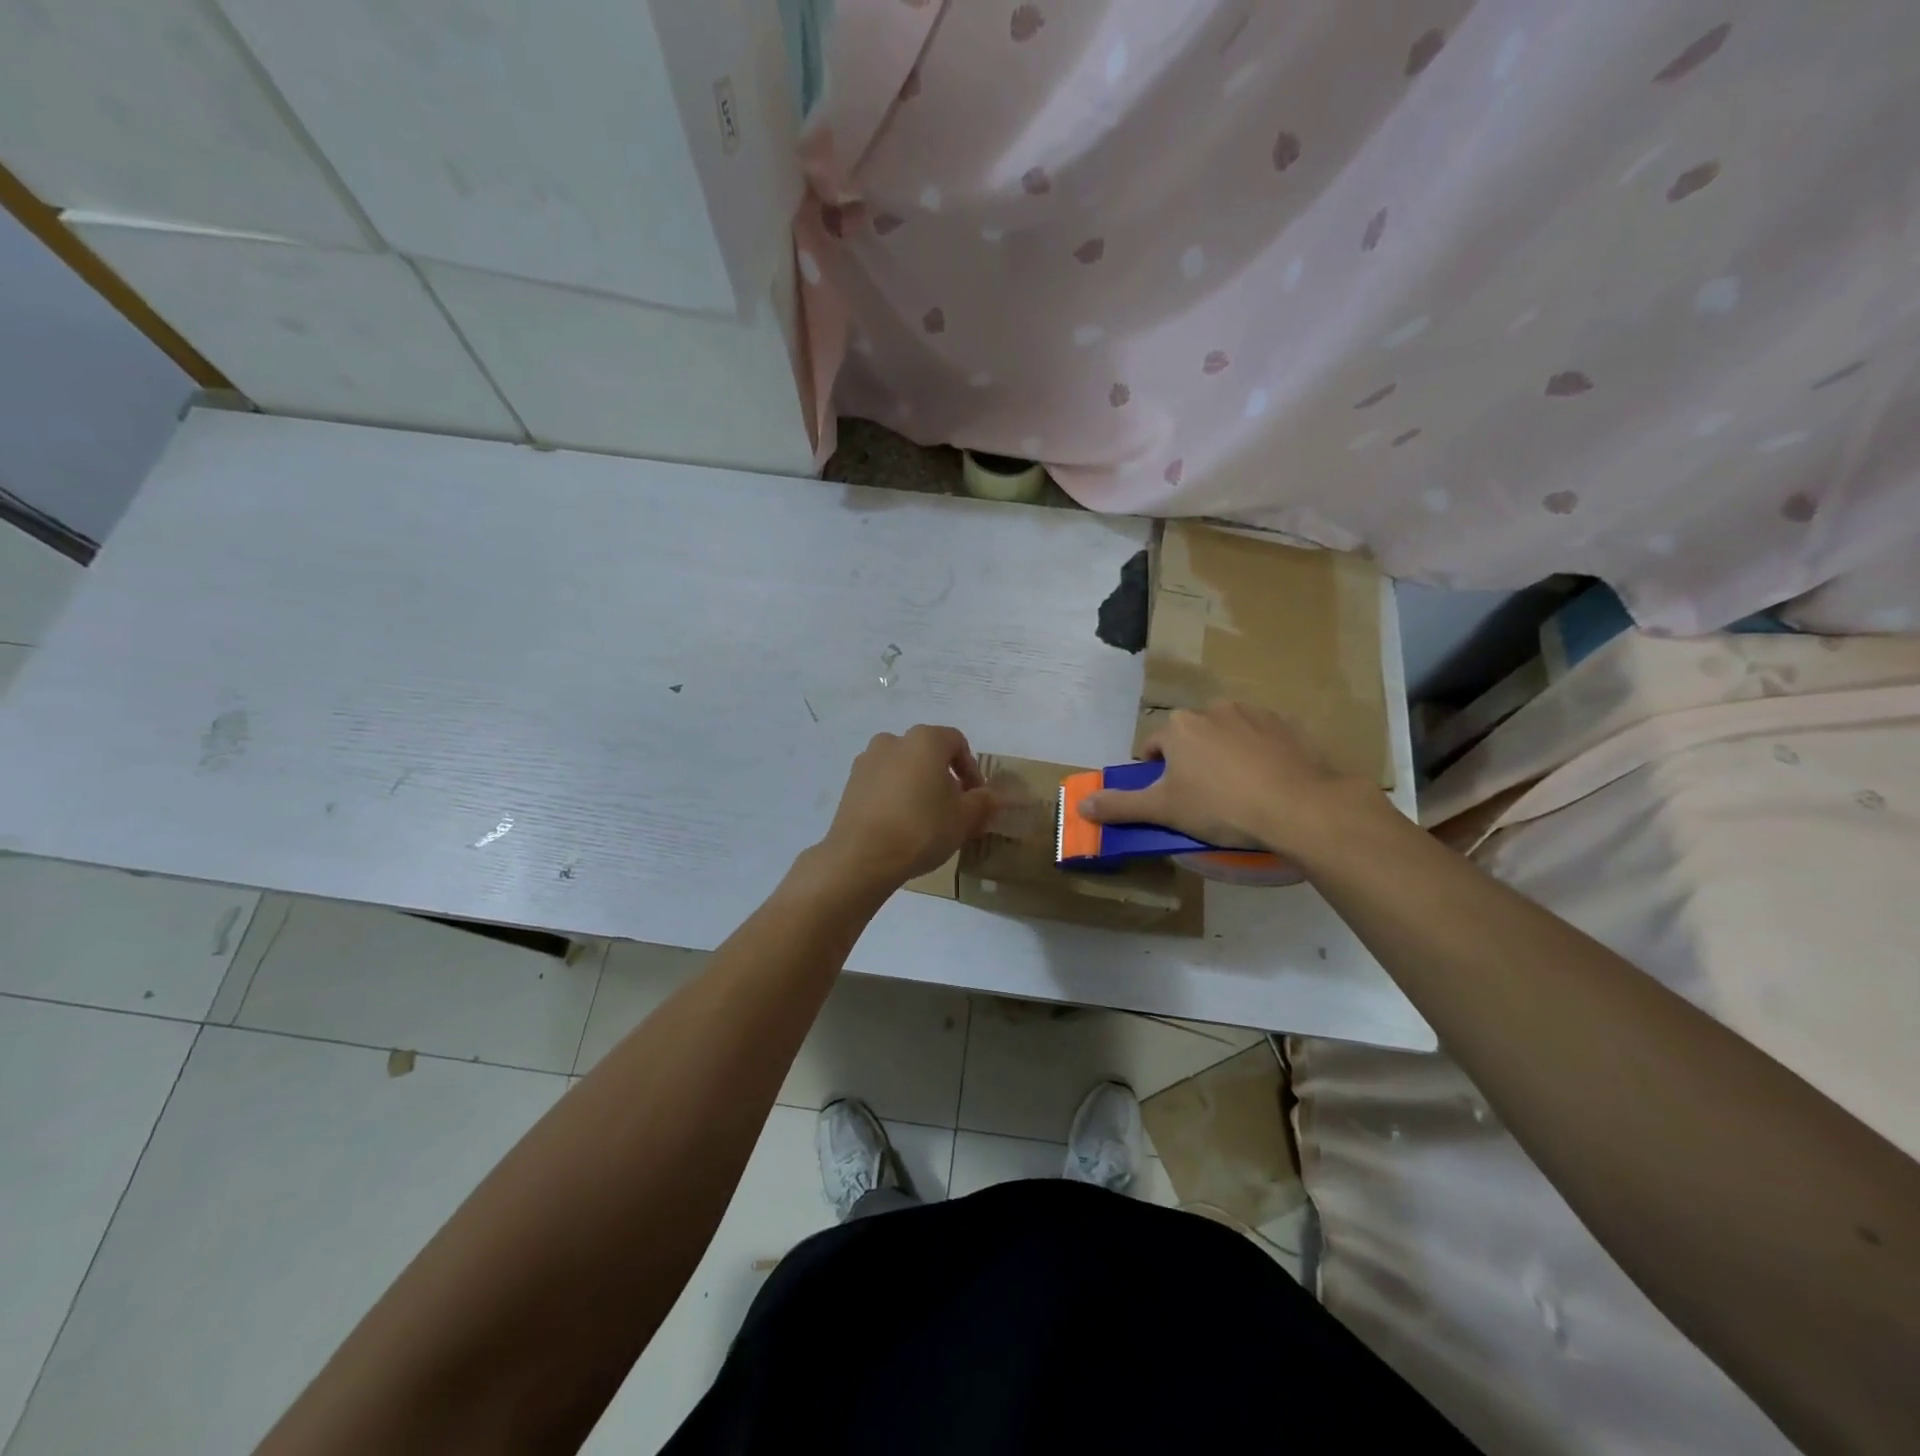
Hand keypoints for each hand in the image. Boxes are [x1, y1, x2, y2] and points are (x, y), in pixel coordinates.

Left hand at [814, 725, 995, 889]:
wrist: (861, 857)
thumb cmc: (921, 829)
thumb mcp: (964, 818)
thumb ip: (984, 802)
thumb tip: (995, 796)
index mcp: (925, 740)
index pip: (957, 743)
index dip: (972, 770)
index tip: (976, 798)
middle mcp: (893, 740)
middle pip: (928, 753)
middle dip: (944, 777)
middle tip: (953, 809)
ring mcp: (867, 761)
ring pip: (903, 767)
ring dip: (918, 785)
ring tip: (925, 818)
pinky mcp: (850, 783)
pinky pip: (882, 783)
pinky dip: (894, 796)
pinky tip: (900, 824)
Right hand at [1079, 702, 1373, 858]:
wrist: (1299, 806)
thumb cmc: (1221, 806)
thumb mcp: (1164, 810)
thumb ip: (1121, 806)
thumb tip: (1081, 805)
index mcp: (1179, 727)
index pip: (1154, 746)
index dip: (1156, 773)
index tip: (1170, 797)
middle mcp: (1213, 709)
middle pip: (1191, 737)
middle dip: (1192, 761)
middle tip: (1204, 797)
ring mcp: (1253, 714)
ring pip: (1226, 734)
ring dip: (1225, 755)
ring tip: (1239, 790)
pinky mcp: (1287, 725)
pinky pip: (1262, 738)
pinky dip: (1259, 754)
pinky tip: (1268, 782)